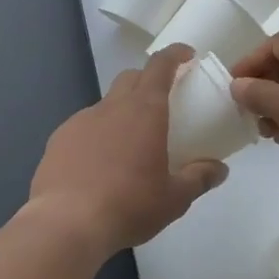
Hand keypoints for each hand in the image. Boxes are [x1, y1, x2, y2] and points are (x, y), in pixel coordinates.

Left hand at [29, 44, 228, 253]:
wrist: (66, 224)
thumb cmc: (129, 205)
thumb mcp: (174, 198)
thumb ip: (199, 178)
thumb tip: (219, 170)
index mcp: (144, 110)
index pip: (160, 66)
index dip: (175, 55)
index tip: (186, 55)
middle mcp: (111, 107)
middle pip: (131, 78)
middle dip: (148, 80)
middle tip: (163, 102)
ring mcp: (80, 121)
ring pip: (106, 103)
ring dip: (122, 111)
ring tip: (130, 142)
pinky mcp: (58, 140)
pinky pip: (84, 126)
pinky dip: (98, 134)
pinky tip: (99, 163)